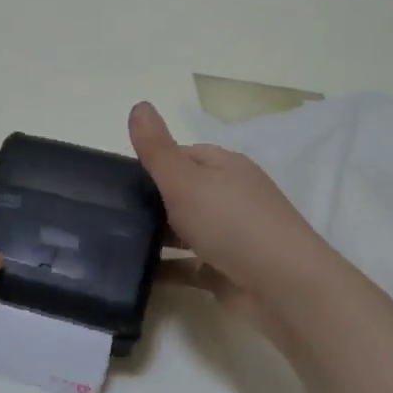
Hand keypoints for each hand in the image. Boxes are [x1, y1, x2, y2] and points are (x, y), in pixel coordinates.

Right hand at [129, 101, 330, 344]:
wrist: (282, 287)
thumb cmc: (231, 223)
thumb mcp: (185, 179)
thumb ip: (157, 149)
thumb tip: (138, 105)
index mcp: (225, 167)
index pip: (183, 155)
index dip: (152, 162)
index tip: (116, 179)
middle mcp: (230, 197)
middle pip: (183, 192)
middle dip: (149, 201)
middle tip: (109, 212)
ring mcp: (230, 236)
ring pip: (184, 230)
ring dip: (155, 235)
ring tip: (114, 241)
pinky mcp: (226, 271)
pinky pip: (187, 266)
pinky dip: (165, 268)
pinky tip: (136, 273)